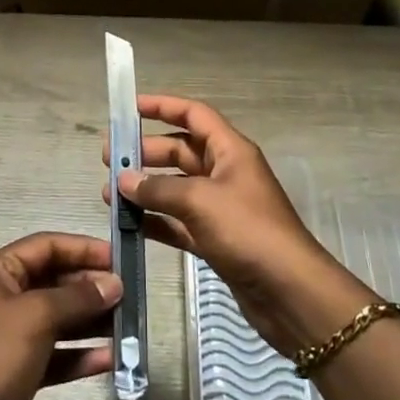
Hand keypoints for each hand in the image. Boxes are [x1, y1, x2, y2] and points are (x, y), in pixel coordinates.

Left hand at [0, 232, 122, 399]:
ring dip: (89, 322)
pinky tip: (108, 360)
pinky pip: (52, 354)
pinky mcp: (13, 372)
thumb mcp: (37, 317)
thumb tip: (113, 284)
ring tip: (126, 326)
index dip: (82, 249)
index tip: (118, 259)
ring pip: (55, 320)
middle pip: (52, 282)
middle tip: (128, 296)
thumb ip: (78, 298)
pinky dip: (77, 355)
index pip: (45, 246)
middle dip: (89, 288)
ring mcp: (6, 337)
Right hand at [103, 95, 372, 355]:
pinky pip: (179, 222)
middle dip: (146, 152)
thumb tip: (122, 179)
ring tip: (110, 193)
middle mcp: (225, 173)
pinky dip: (156, 221)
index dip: (163, 106)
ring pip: (176, 188)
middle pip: (180, 151)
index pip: (193, 114)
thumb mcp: (200, 201)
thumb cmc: (248, 231)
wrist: (290, 293)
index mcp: (230, 150)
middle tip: (109, 159)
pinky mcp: (217, 241)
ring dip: (146, 188)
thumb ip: (158, 188)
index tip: (130, 108)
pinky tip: (129, 225)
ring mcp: (221, 208)